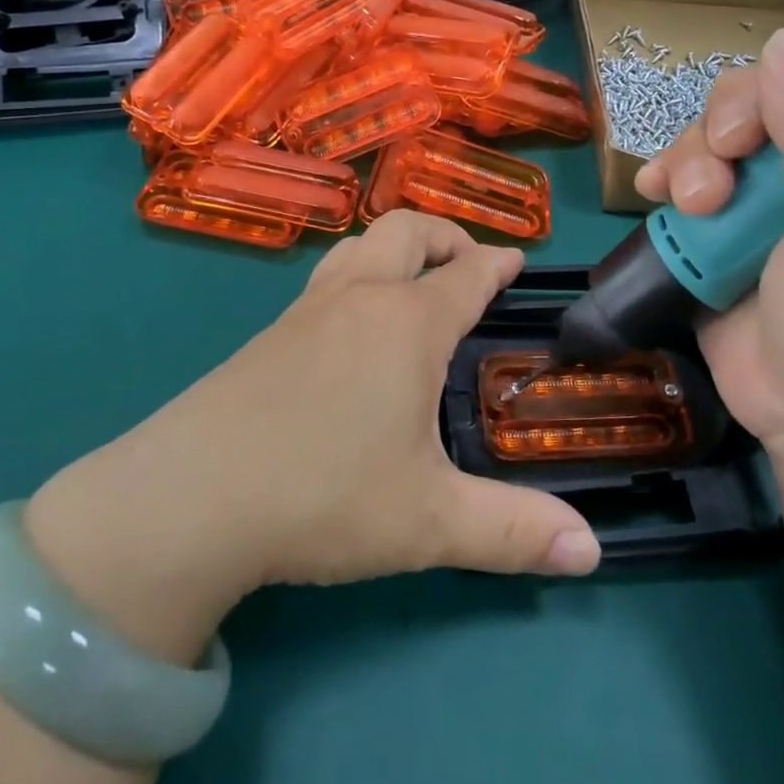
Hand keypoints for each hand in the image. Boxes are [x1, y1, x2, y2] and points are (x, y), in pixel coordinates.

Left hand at [27, 213, 599, 661]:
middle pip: (407, 231)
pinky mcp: (268, 333)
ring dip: (396, 248)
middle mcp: (359, 299)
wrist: (192, 496)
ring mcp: (307, 310)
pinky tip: (352, 326)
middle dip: (445, 236)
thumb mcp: (430, 522)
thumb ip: (514, 531)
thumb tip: (591, 552)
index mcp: (407, 323)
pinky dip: (356, 275)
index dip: (497, 263)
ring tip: (413, 281)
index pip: (465, 274)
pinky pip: (326, 277)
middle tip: (467, 264)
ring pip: (359, 246)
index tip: (517, 260)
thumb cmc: (324, 495)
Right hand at [634, 0, 783, 486]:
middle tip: (729, 159)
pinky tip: (653, 194)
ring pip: (720, 129)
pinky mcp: (728, 224)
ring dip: (695, 154)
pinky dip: (665, 175)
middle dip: (736, 113)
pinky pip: (686, 172)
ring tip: (695, 203)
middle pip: (772, 88)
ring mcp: (777, 192)